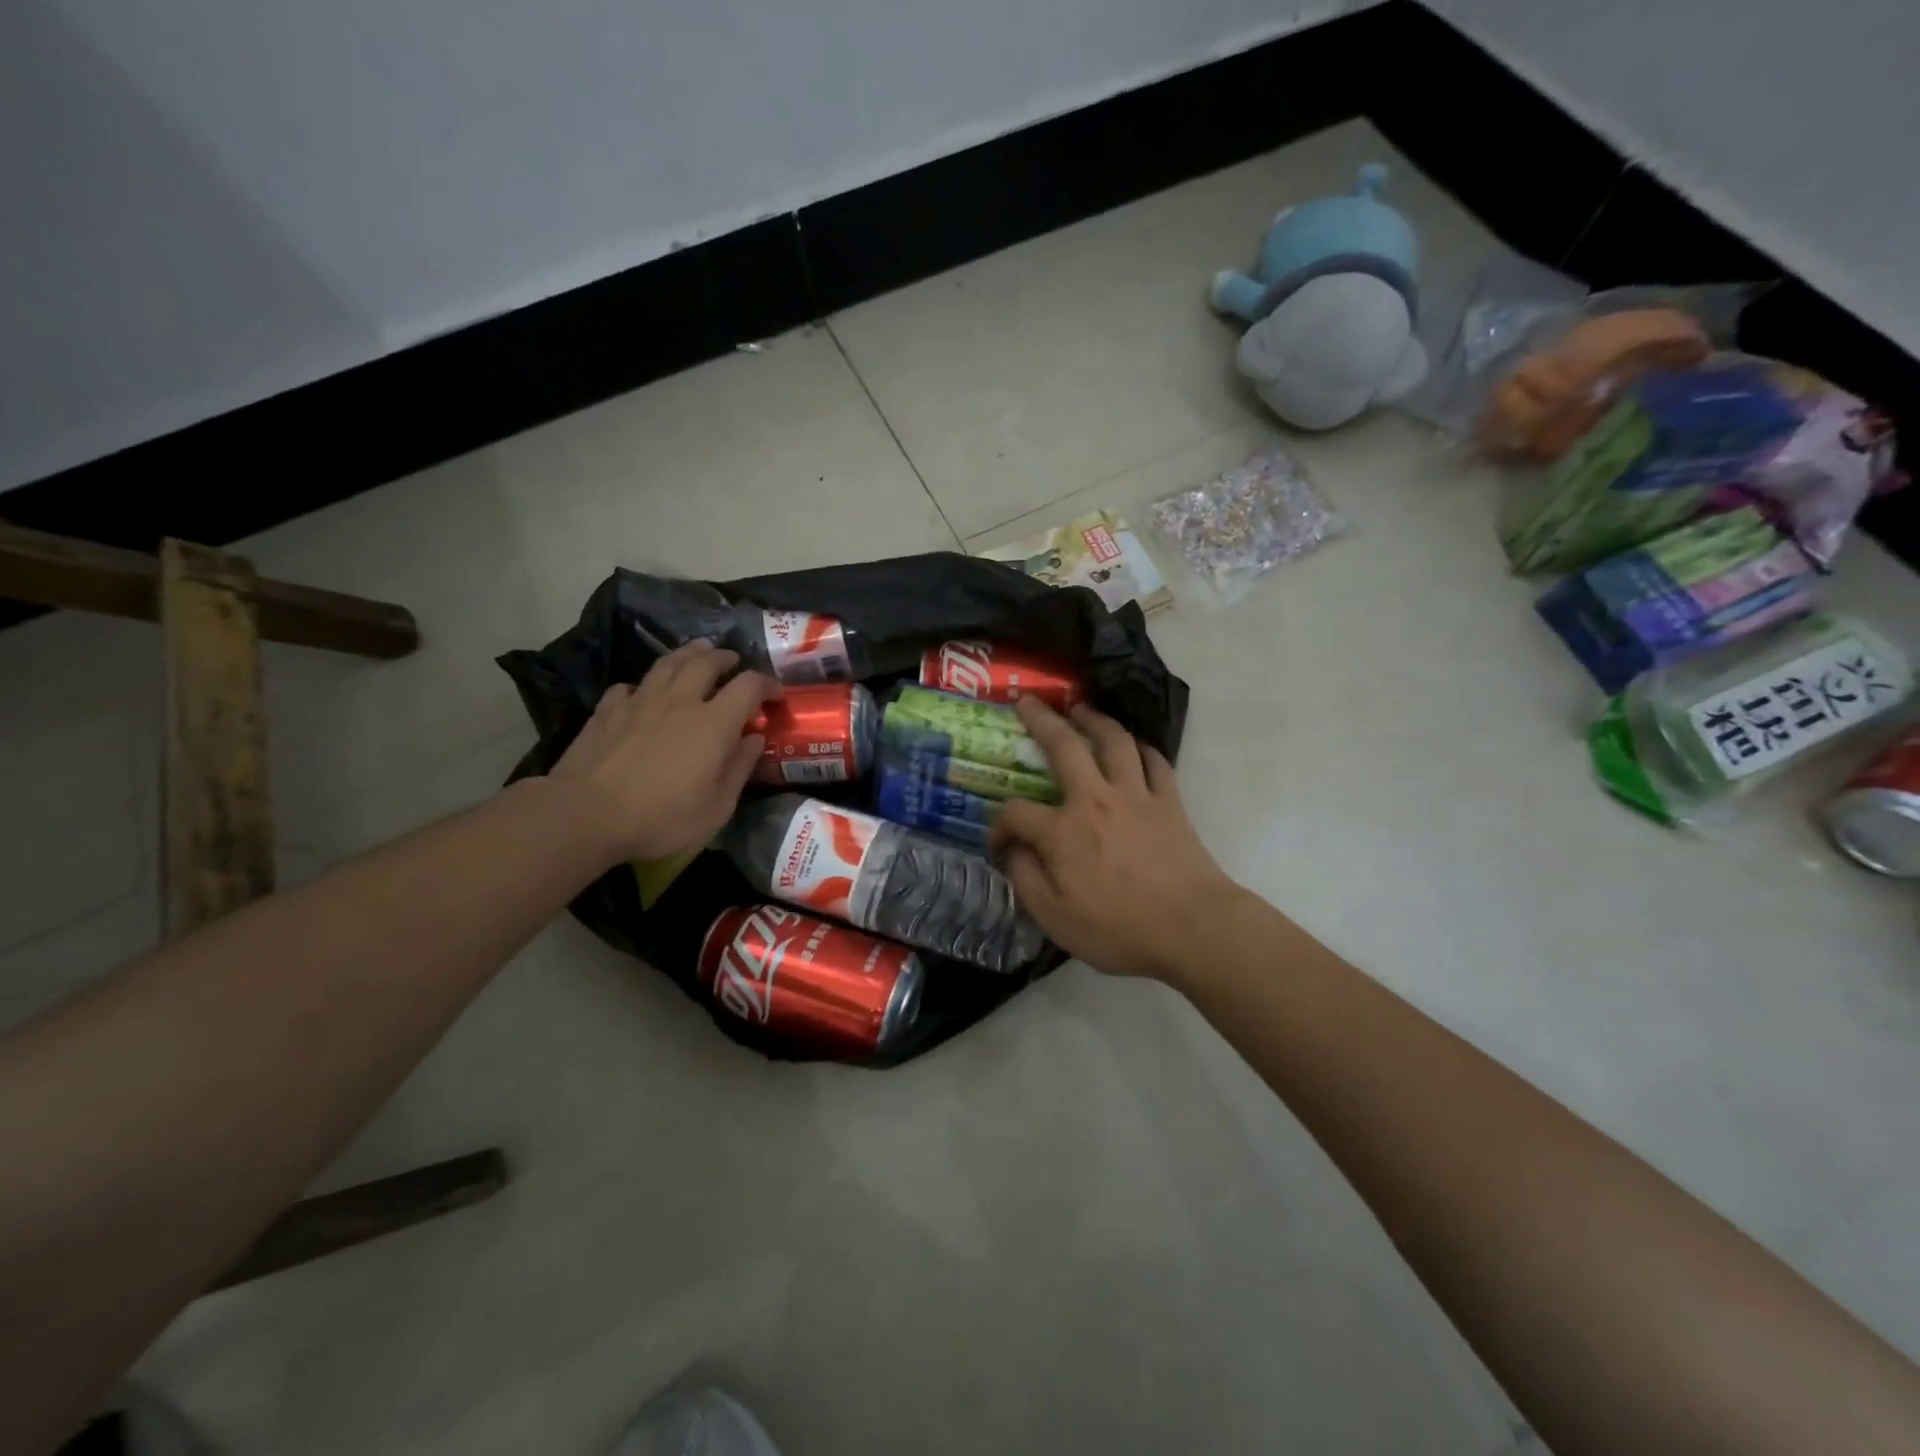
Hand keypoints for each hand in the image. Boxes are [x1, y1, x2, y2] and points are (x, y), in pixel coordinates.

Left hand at [547, 641, 778, 861]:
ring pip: (668, 663)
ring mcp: (640, 701)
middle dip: (725, 658)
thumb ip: (739, 767)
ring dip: (688, 654)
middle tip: (733, 662)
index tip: (775, 695)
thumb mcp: (717, 806)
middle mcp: (680, 700)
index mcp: (714, 722)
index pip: (749, 685)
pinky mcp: (607, 710)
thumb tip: (754, 738)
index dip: (767, 684)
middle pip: (707, 661)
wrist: (586, 814)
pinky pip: (630, 686)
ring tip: (698, 653)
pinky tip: (643, 694)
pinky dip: (644, 686)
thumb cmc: (662, 817)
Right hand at [988, 699, 1246, 982]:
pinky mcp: (1170, 802)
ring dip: (1095, 719)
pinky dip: (1142, 748)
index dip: (998, 826)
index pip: (1016, 813)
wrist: (1193, 928)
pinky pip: (1155, 761)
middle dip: (1041, 720)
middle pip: (1064, 746)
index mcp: (1062, 831)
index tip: (997, 845)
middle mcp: (1095, 800)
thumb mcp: (1055, 919)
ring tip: (1081, 708)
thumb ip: (1026, 880)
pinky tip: (1134, 746)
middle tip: (1028, 702)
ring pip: (1114, 741)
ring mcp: (1137, 795)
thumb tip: (1012, 852)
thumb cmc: (1120, 929)